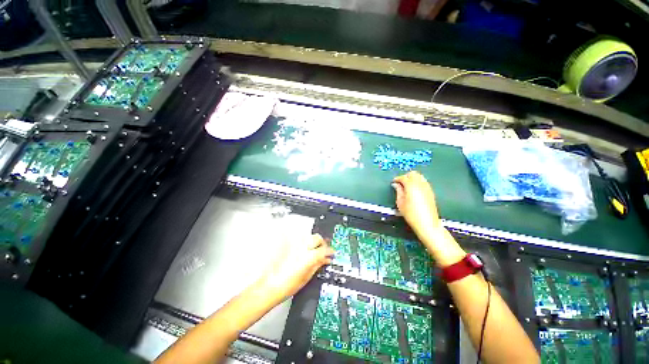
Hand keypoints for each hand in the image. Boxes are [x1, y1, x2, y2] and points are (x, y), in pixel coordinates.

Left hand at [255, 234, 333, 305]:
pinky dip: (304, 244)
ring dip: (313, 242)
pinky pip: (300, 240)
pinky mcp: (288, 245)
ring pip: (308, 237)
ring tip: (314, 251)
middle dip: (322, 243)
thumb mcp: (307, 277)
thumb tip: (325, 259)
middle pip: (317, 237)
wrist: (270, 286)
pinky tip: (304, 251)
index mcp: (308, 257)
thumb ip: (318, 265)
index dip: (330, 251)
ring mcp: (294, 245)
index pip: (324, 249)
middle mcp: (302, 247)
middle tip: (323, 251)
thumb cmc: (287, 286)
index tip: (331, 253)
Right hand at [393, 171, 464, 265]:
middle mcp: (420, 184)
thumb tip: (396, 185)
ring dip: (412, 179)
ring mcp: (427, 187)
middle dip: (406, 176)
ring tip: (407, 186)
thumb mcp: (400, 203)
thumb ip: (398, 191)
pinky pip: (424, 182)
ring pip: (420, 176)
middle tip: (400, 183)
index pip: (403, 177)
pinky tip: (414, 190)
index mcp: (411, 185)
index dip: (397, 179)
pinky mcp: (431, 192)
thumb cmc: (411, 214)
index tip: (394, 182)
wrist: (427, 223)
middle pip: (413, 174)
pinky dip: (418, 183)